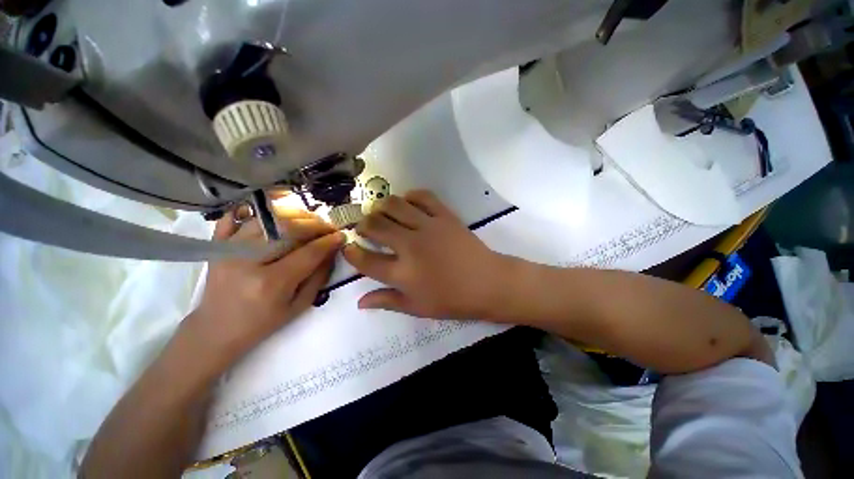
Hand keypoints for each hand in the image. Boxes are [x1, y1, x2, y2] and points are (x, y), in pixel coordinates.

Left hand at [184, 208, 344, 366]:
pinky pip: (234, 217)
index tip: (341, 236)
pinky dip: (255, 209)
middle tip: (329, 227)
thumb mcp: (299, 306)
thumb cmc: (262, 323)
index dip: (328, 242)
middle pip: (288, 229)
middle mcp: (247, 261)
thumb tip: (332, 250)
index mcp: (271, 283)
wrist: (216, 330)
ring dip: (294, 214)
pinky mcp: (217, 245)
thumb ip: (319, 276)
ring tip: (310, 220)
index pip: (308, 253)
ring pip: (267, 218)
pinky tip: (274, 210)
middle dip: (315, 224)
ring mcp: (228, 249)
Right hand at [343, 190, 507, 318]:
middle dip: (363, 224)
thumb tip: (360, 302)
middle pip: (376, 226)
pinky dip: (411, 196)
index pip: (366, 260)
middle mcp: (411, 246)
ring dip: (381, 206)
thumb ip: (387, 301)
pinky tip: (407, 202)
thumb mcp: (417, 307)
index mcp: (403, 273)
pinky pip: (423, 196)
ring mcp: (428, 227)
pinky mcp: (445, 216)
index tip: (348, 247)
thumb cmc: (452, 300)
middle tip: (364, 228)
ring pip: (395, 205)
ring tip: (381, 213)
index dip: (351, 252)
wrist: (487, 283)